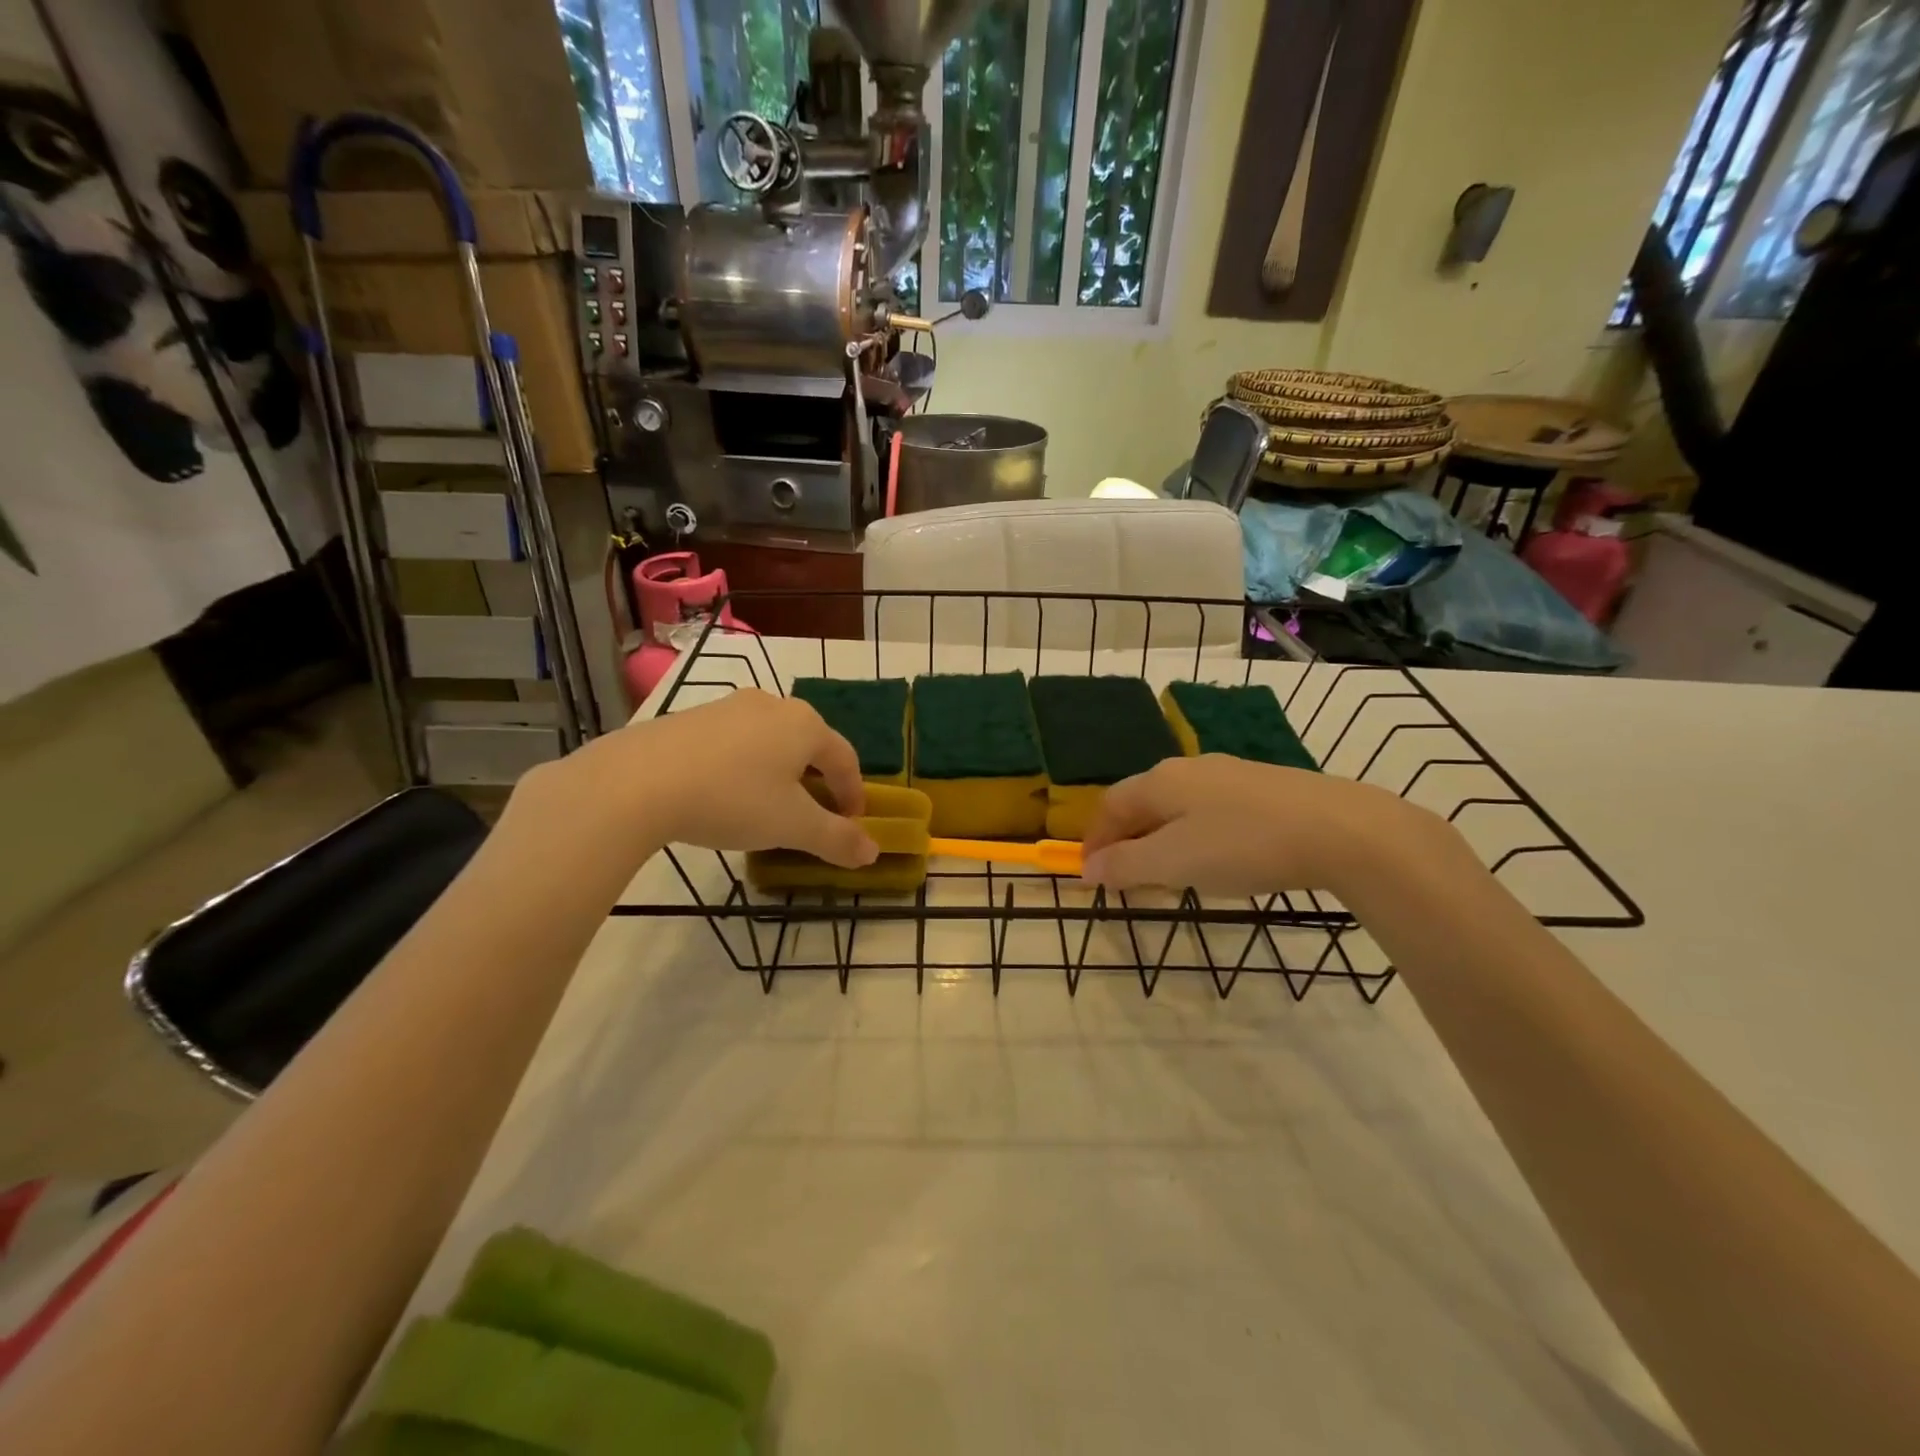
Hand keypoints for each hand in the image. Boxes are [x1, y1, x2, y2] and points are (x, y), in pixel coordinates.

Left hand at [523, 690, 879, 867]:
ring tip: (768, 805)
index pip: (845, 759)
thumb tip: (872, 853)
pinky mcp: (690, 718)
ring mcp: (728, 707)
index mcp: (805, 724)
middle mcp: (772, 705)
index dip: (854, 793)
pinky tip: (724, 794)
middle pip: (808, 745)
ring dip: (780, 773)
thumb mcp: (792, 826)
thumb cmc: (732, 799)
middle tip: (814, 814)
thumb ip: (836, 839)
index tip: (852, 824)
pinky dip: (743, 767)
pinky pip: (734, 743)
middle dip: (818, 781)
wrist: (637, 782)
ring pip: (770, 741)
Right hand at [1080, 754, 1430, 896]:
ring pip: (1179, 805)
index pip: (1109, 806)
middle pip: (1142, 801)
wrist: (1340, 829)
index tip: (1090, 875)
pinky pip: (1212, 809)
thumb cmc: (1242, 845)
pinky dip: (1197, 834)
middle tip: (1128, 878)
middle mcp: (1189, 768)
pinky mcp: (1265, 787)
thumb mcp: (1174, 863)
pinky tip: (1219, 856)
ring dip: (1162, 837)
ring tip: (1171, 873)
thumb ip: (1125, 866)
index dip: (1094, 840)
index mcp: (1160, 781)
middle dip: (1128, 839)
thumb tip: (1087, 868)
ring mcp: (1229, 774)